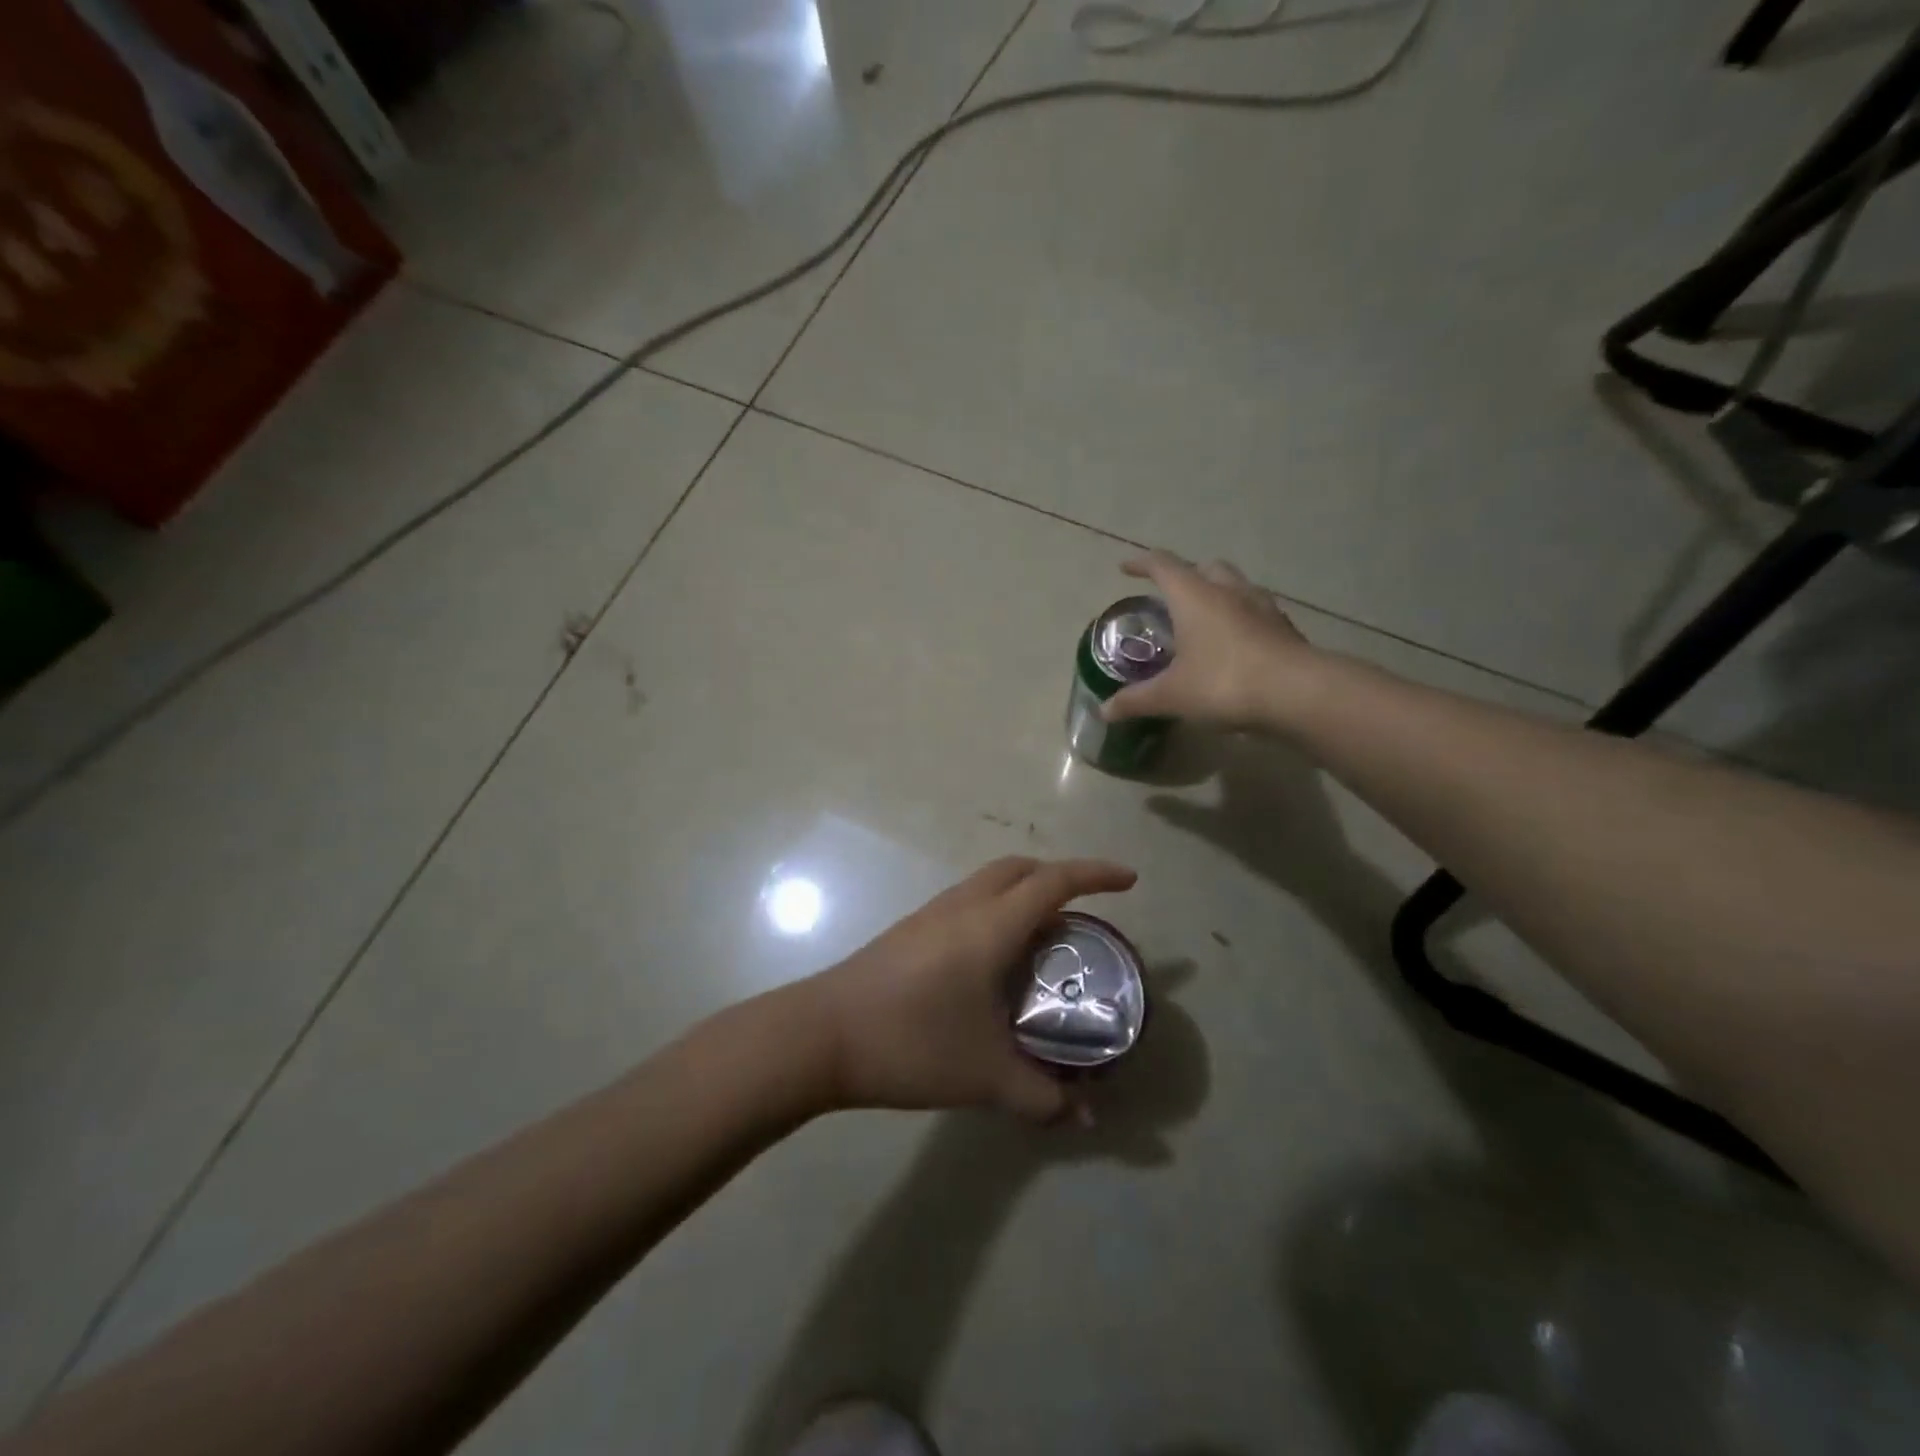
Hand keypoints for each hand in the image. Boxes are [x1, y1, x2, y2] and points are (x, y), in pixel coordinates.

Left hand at [804, 857, 1136, 1120]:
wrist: (820, 1036)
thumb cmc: (911, 1043)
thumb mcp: (985, 1076)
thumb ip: (1043, 1098)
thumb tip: (1088, 1119)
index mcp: (989, 925)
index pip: (1054, 882)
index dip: (1096, 875)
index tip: (1130, 881)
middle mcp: (962, 906)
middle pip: (1019, 868)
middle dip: (1059, 877)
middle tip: (1087, 910)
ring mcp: (929, 915)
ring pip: (988, 882)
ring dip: (1023, 892)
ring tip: (1045, 936)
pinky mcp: (908, 931)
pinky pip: (967, 901)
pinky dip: (996, 909)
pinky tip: (994, 958)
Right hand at [1103, 552, 1314, 729]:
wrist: (1298, 694)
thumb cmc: (1224, 683)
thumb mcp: (1172, 696)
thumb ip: (1136, 701)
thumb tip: (1104, 711)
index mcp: (1195, 597)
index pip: (1163, 565)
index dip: (1142, 564)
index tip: (1126, 568)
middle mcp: (1229, 591)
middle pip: (1206, 568)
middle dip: (1186, 575)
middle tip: (1170, 596)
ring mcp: (1262, 607)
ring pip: (1236, 586)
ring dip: (1218, 593)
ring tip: (1204, 618)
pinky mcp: (1285, 629)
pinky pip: (1257, 612)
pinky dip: (1241, 618)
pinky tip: (1236, 644)